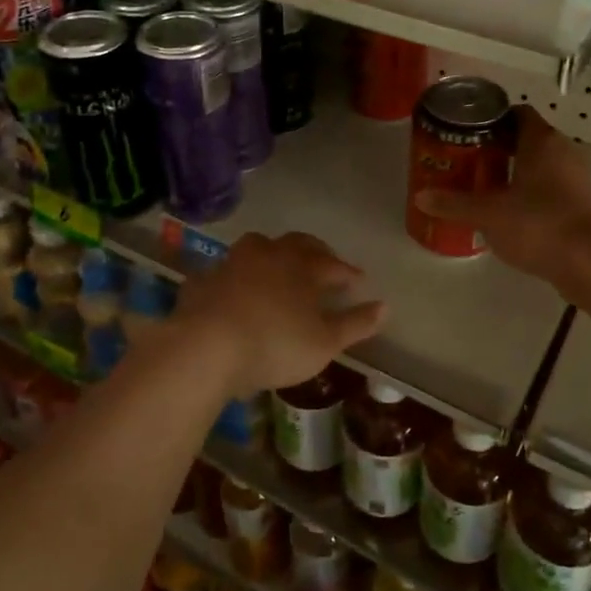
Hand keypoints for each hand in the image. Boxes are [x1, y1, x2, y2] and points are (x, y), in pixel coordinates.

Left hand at [165, 232, 386, 396]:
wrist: (206, 346)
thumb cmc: (275, 344)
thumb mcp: (324, 342)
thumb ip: (355, 324)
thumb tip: (385, 306)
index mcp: (302, 267)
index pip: (333, 264)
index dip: (347, 272)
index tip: (358, 280)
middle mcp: (269, 255)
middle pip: (297, 244)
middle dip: (315, 251)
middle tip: (325, 261)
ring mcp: (233, 263)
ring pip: (258, 246)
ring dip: (273, 253)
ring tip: (279, 265)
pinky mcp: (204, 280)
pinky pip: (224, 271)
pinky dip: (235, 277)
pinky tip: (234, 289)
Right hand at [416, 106, 590, 288]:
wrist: (589, 263)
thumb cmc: (537, 224)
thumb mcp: (488, 214)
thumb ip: (453, 204)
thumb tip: (421, 197)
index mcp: (541, 141)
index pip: (517, 114)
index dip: (493, 120)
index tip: (470, 134)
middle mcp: (564, 150)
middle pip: (529, 138)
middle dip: (500, 148)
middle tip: (471, 161)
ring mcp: (578, 177)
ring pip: (543, 164)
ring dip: (518, 172)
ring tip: (488, 187)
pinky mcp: (584, 203)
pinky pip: (554, 187)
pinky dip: (534, 193)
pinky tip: (514, 213)